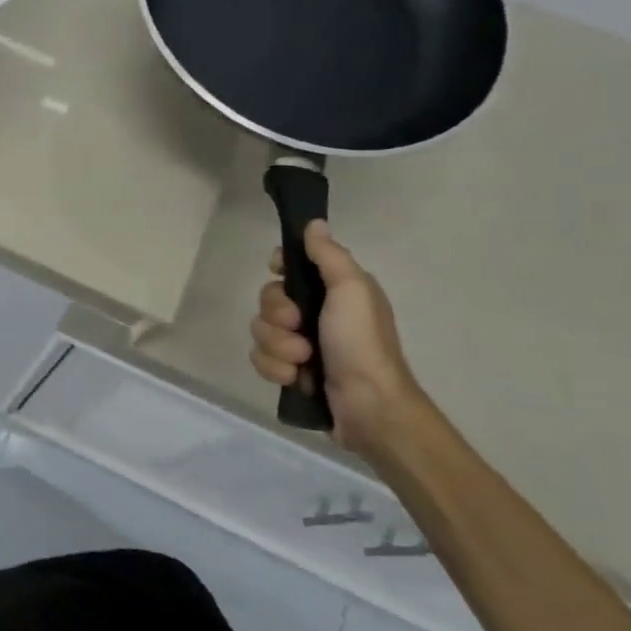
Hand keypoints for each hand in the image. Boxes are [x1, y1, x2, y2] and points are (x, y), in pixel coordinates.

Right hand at [250, 220, 430, 459]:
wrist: (369, 407)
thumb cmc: (361, 343)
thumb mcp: (351, 290)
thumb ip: (329, 255)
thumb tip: (314, 223)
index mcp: (334, 291)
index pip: (291, 265)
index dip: (280, 268)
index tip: (280, 274)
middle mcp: (317, 313)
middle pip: (268, 298)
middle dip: (277, 315)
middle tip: (299, 327)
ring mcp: (302, 344)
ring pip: (261, 330)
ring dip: (277, 346)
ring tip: (302, 361)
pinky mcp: (291, 371)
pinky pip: (261, 359)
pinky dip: (275, 368)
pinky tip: (296, 378)